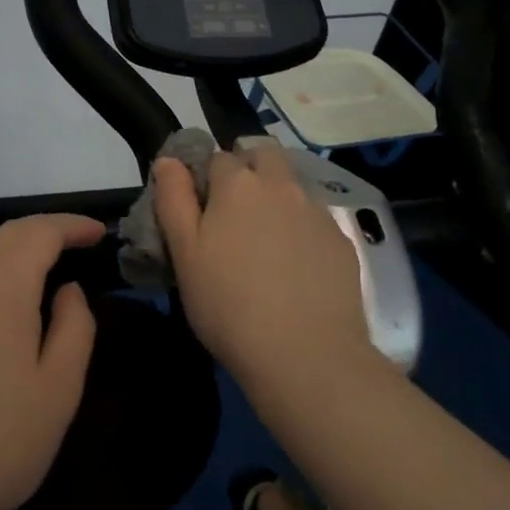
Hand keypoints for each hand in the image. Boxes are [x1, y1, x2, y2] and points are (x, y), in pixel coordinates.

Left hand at [0, 214, 101, 509]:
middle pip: (7, 234)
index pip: (40, 232)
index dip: (72, 225)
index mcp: (0, 285)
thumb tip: (67, 290)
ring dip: (16, 249)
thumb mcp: (59, 387)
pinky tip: (0, 302)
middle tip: (79, 247)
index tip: (100, 233)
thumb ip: (74, 325)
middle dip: (46, 231)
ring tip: (45, 271)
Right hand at [154, 142, 373, 390]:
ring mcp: (316, 212)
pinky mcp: (341, 241)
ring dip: (276, 199)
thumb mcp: (184, 254)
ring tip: (264, 246)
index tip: (200, 209)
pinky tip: (295, 269)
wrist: (306, 355)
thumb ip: (173, 199)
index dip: (205, 178)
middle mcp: (281, 186)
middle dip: (248, 168)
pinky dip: (301, 230)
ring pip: (291, 187)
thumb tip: (169, 160)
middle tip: (234, 212)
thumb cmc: (228, 305)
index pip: (217, 157)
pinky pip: (314, 220)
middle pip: (263, 154)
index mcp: (238, 184)